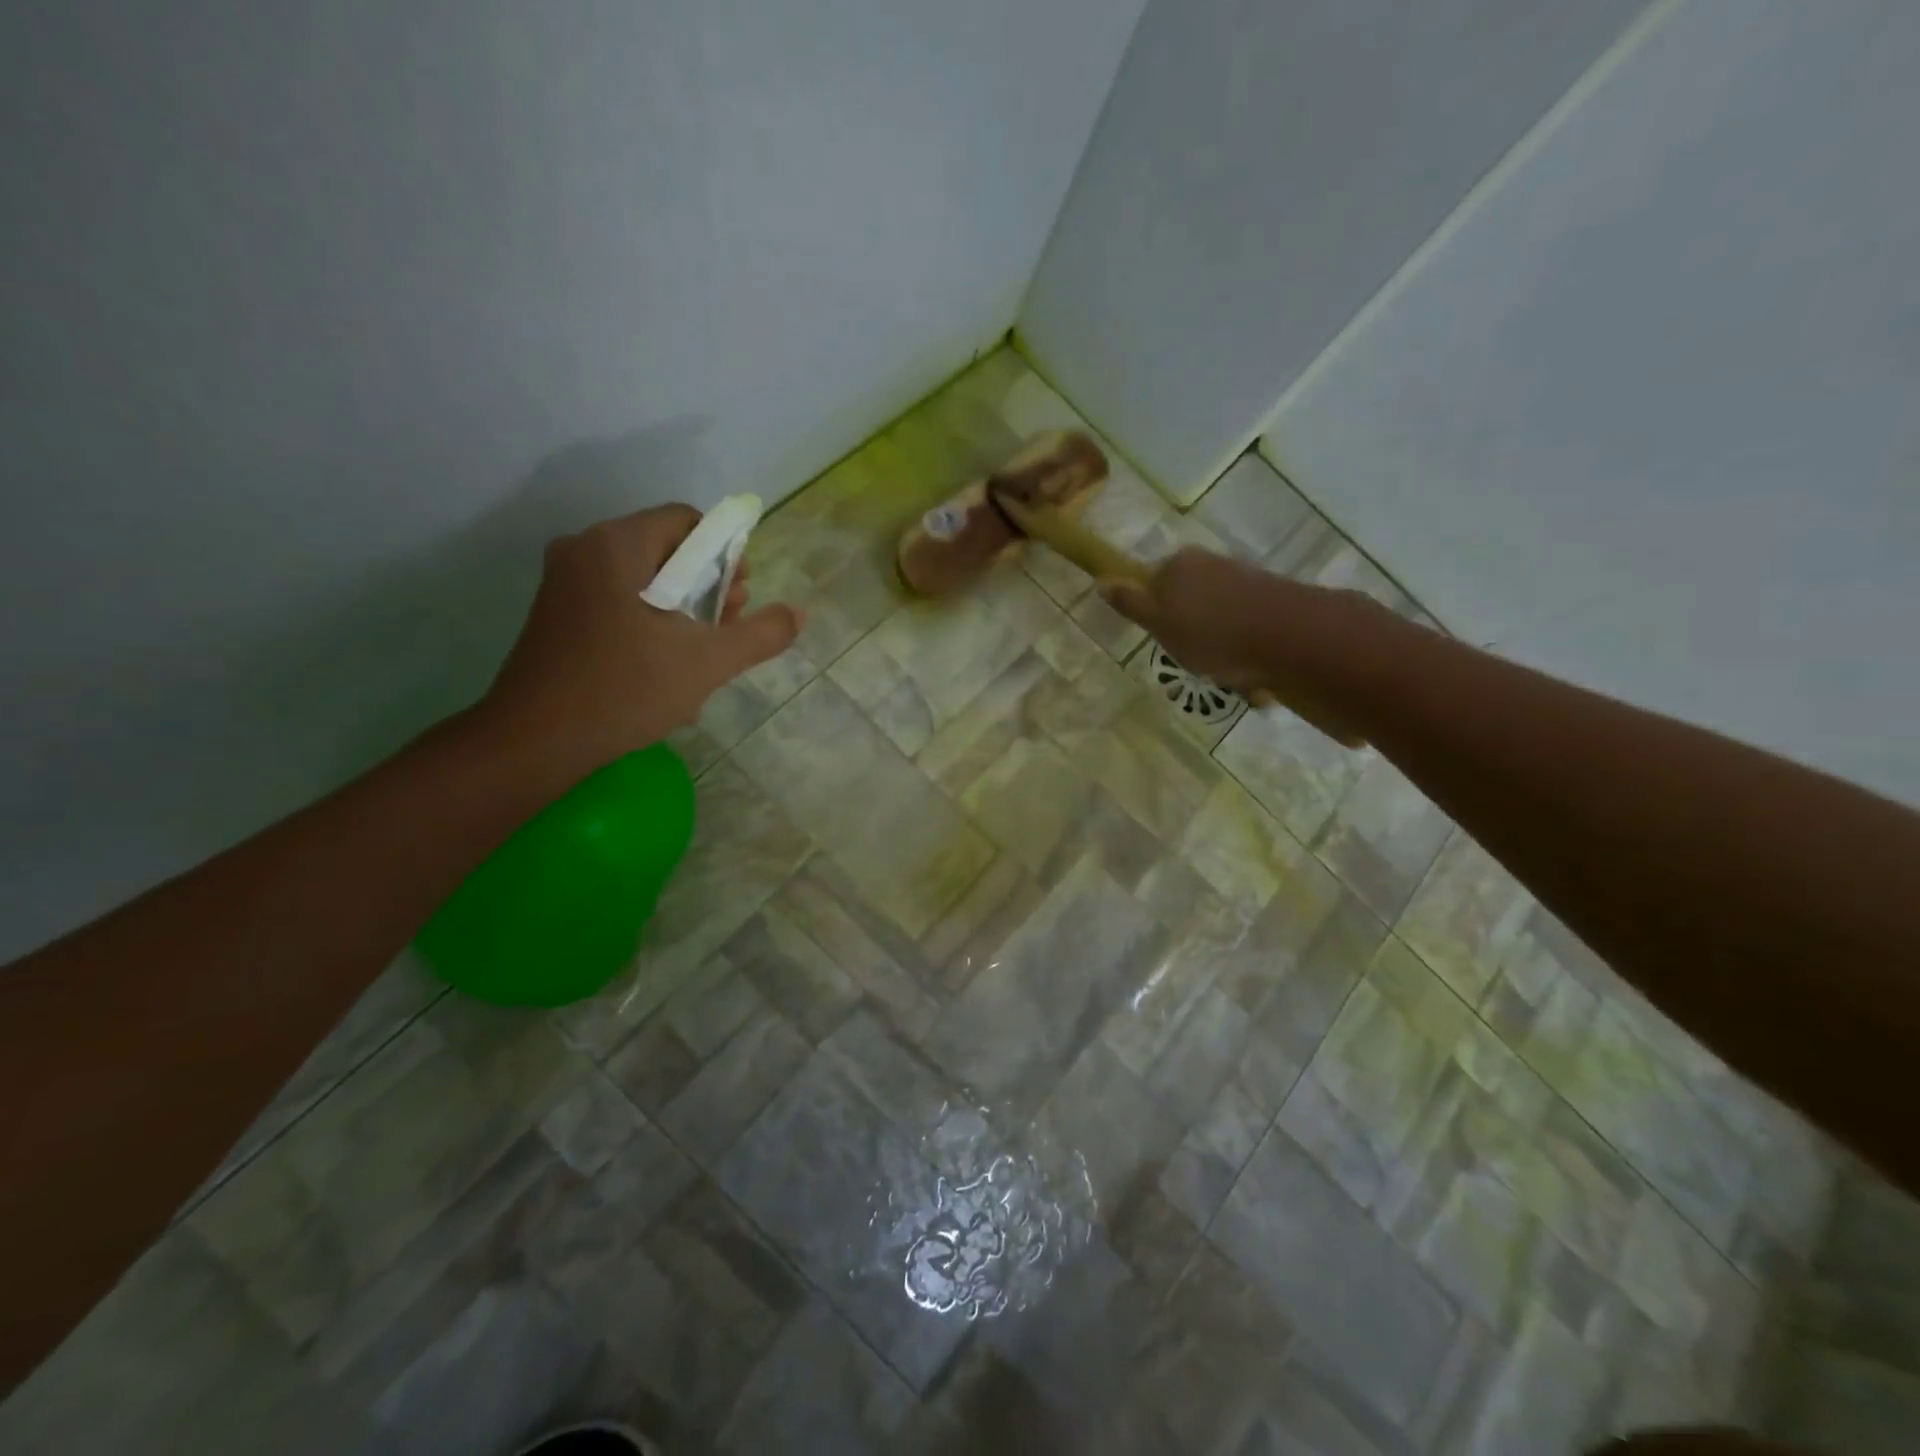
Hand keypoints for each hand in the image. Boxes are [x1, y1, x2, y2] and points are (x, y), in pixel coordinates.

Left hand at [479, 504, 801, 778]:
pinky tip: (669, 664)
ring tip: (706, 648)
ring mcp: (565, 583)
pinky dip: (651, 620)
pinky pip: (617, 600)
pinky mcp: (557, 614)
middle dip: (706, 583)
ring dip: (682, 606)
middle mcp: (585, 550)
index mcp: (617, 545)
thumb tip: (800, 613)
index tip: (741, 592)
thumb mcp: (707, 662)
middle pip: (664, 548)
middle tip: (731, 622)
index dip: (724, 551)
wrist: (537, 739)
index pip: (685, 520)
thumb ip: (760, 634)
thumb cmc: (626, 688)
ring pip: (642, 578)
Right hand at [1101, 547, 1372, 745]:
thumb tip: (1102, 580)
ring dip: (1219, 647)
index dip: (1156, 618)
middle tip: (1195, 662)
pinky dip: (1244, 650)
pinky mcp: (1270, 598)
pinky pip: (1244, 627)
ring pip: (1217, 618)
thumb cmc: (1212, 634)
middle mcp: (1209, 564)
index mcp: (1178, 565)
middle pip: (1187, 602)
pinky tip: (1252, 672)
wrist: (1289, 637)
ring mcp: (1242, 579)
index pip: (1153, 587)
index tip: (1166, 642)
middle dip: (1191, 633)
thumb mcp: (1160, 624)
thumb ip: (1132, 603)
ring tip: (1228, 674)